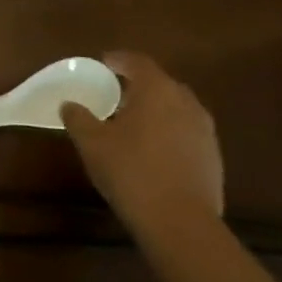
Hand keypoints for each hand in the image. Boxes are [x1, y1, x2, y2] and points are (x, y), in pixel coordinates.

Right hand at [60, 52, 223, 229]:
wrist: (180, 221)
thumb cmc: (131, 171)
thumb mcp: (92, 143)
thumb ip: (78, 118)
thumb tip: (69, 104)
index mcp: (157, 90)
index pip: (137, 62)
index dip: (118, 59)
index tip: (103, 62)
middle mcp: (186, 102)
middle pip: (160, 83)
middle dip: (138, 85)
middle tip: (115, 94)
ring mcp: (204, 130)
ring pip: (176, 108)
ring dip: (155, 109)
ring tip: (132, 123)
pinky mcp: (213, 156)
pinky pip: (186, 131)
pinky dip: (168, 132)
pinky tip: (152, 150)